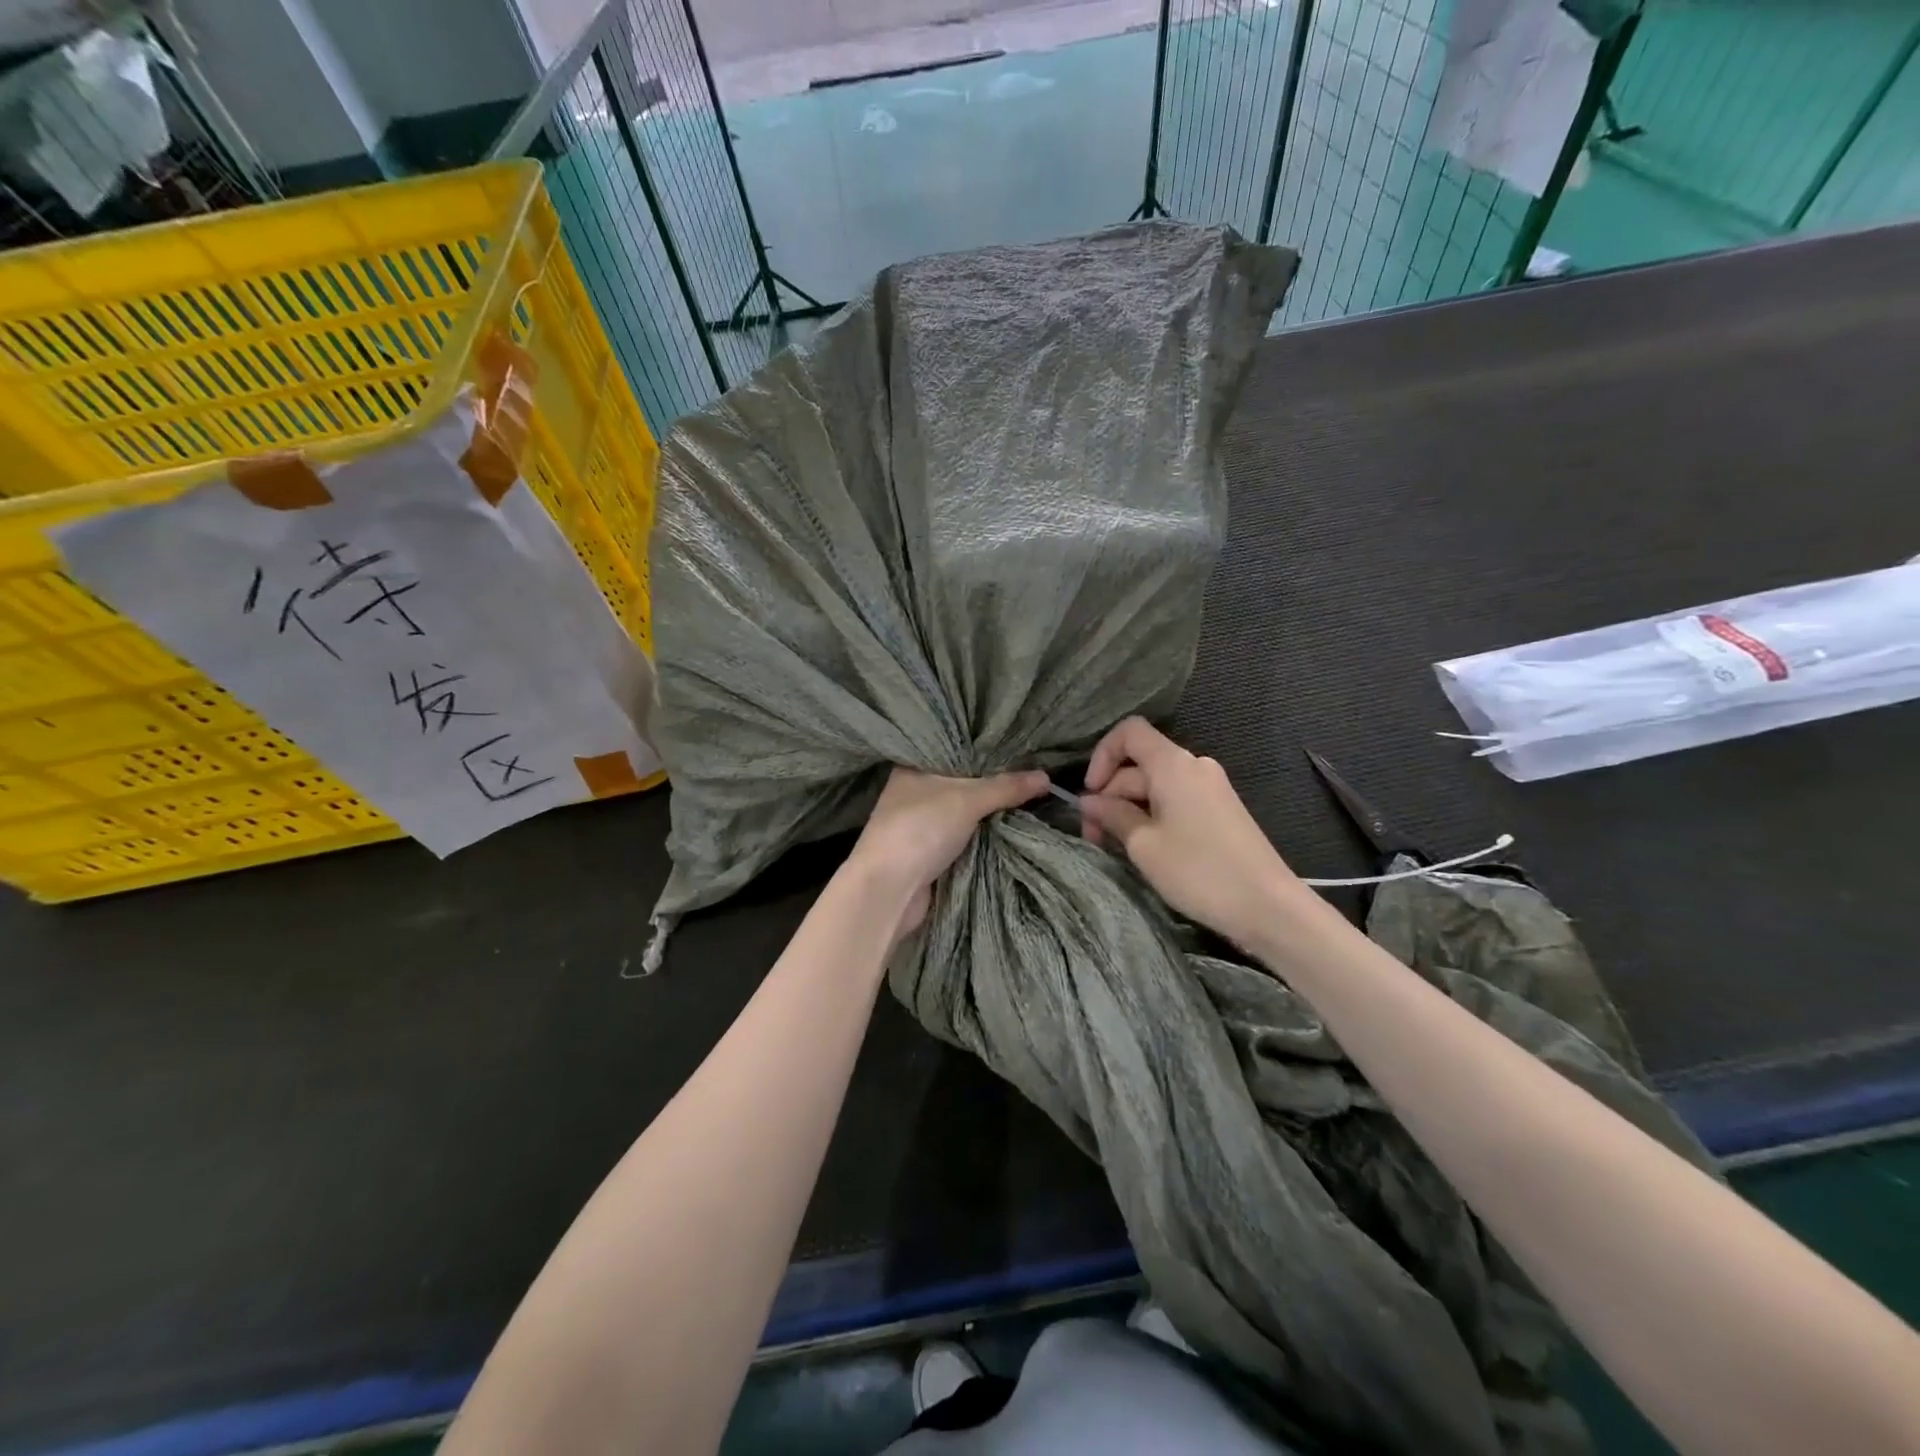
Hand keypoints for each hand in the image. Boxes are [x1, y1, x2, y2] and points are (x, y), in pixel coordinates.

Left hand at [848, 766, 1050, 936]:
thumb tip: (1046, 777)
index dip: (983, 749)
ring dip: (989, 812)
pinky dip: (982, 835)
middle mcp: (913, 792)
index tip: (1017, 746)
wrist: (889, 890)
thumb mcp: (967, 799)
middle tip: (1032, 771)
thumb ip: (1006, 787)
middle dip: (992, 783)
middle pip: (961, 782)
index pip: (953, 751)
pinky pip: (963, 837)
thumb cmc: (920, 829)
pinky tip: (1010, 827)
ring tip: (1030, 796)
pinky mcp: (928, 853)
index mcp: (912, 768)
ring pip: (963, 812)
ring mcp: (919, 825)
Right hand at [1081, 718, 1302, 949]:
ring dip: (1129, 809)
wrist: (1267, 906)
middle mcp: (1193, 766)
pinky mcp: (1219, 810)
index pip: (1129, 732)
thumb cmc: (1198, 870)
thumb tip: (1089, 801)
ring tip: (1115, 847)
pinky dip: (1152, 816)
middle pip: (1139, 764)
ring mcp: (1210, 788)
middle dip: (1110, 795)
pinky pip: (1175, 800)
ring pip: (1155, 786)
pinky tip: (1145, 848)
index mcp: (1173, 764)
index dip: (1102, 756)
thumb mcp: (1143, 844)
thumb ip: (1112, 815)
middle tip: (1093, 837)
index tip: (1091, 794)